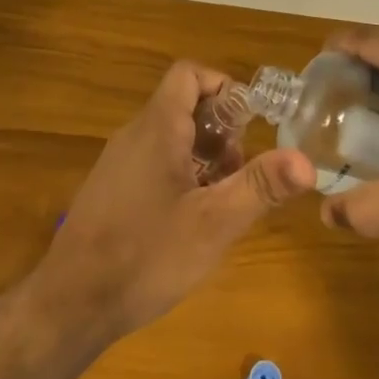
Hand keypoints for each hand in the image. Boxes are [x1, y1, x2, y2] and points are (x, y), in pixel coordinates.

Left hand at [29, 62, 315, 341]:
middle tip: (244, 170)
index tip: (251, 122)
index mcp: (158, 127)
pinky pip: (152, 162)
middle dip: (221, 130)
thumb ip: (261, 187)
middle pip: (183, 106)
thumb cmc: (147, 254)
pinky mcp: (110, 190)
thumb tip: (307, 161)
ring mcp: (117, 162)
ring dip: (203, 156)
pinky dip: (180, 174)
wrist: (71, 304)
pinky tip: (191, 219)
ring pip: (169, 138)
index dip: (223, 86)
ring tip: (224, 197)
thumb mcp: (214, 223)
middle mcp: (134, 134)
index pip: (189, 75)